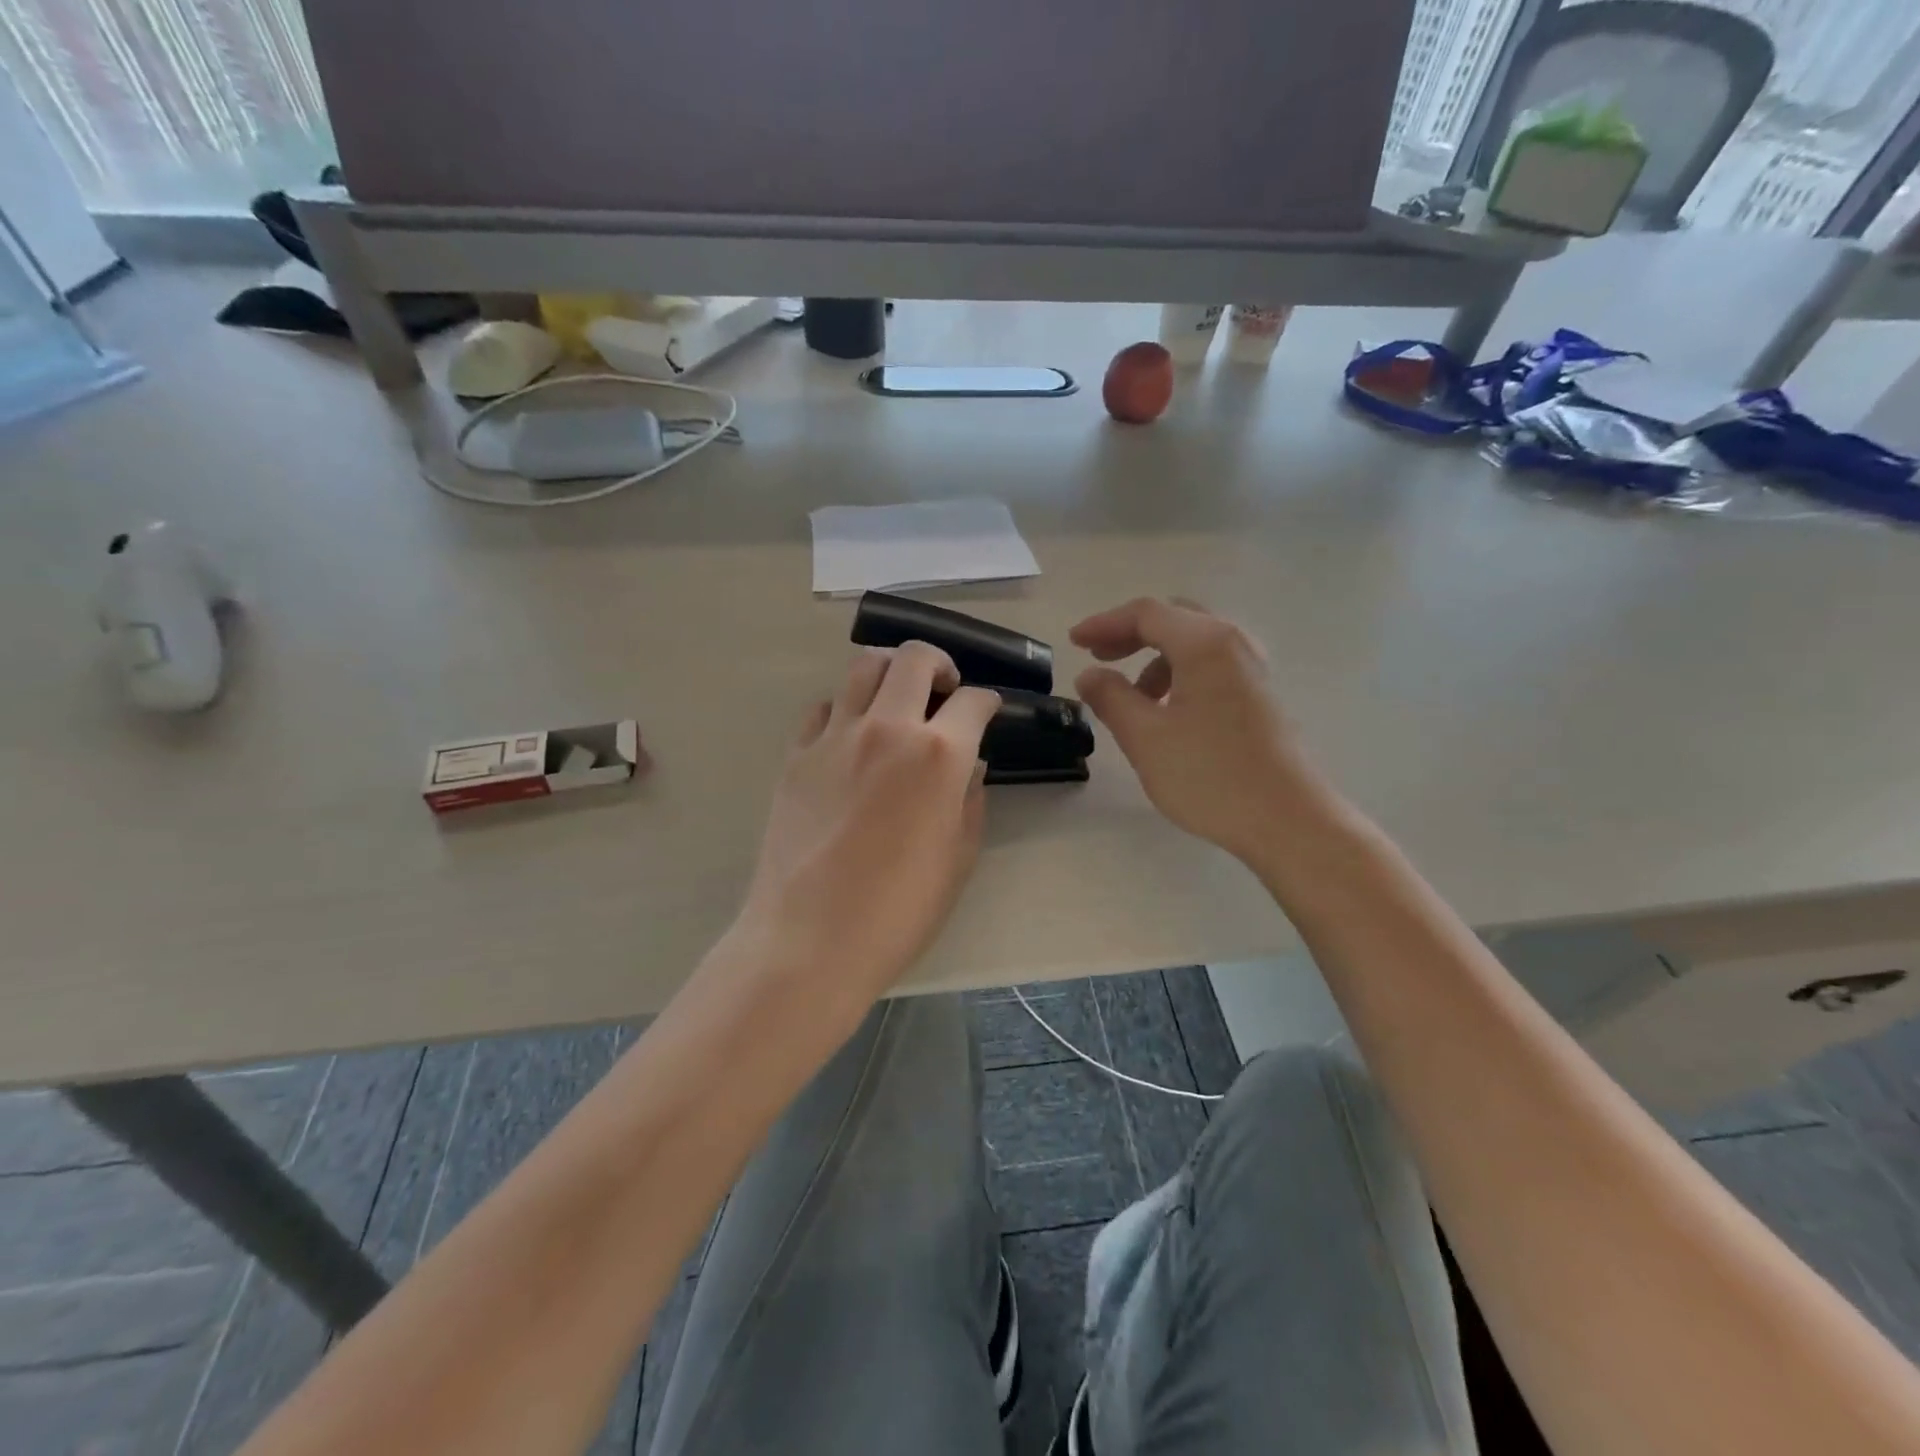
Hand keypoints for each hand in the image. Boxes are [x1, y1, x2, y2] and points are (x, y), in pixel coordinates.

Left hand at [735, 643, 999, 1008]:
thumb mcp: (957, 858)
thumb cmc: (898, 910)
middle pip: (913, 658)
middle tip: (945, 688)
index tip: (988, 711)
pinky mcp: (796, 754)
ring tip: (896, 700)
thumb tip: (969, 765)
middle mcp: (888, 728)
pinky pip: (824, 708)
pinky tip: (851, 736)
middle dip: (939, 664)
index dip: (988, 702)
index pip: (973, 702)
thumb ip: (969, 800)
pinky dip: (845, 709)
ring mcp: (835, 737)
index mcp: (938, 754)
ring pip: (863, 668)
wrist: (811, 939)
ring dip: (889, 673)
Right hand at [1072, 598, 1330, 862]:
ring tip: (1132, 697)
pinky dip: (1180, 674)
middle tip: (1100, 658)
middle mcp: (1234, 644)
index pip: (1146, 614)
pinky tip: (1168, 711)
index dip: (1104, 624)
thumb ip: (1111, 697)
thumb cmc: (1210, 775)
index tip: (1073, 643)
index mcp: (1205, 644)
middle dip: (1131, 634)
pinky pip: (1212, 665)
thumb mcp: (1145, 737)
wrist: (1287, 820)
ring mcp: (1253, 669)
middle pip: (1174, 619)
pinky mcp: (1260, 695)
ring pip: (1194, 643)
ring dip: (1156, 658)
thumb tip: (1090, 675)